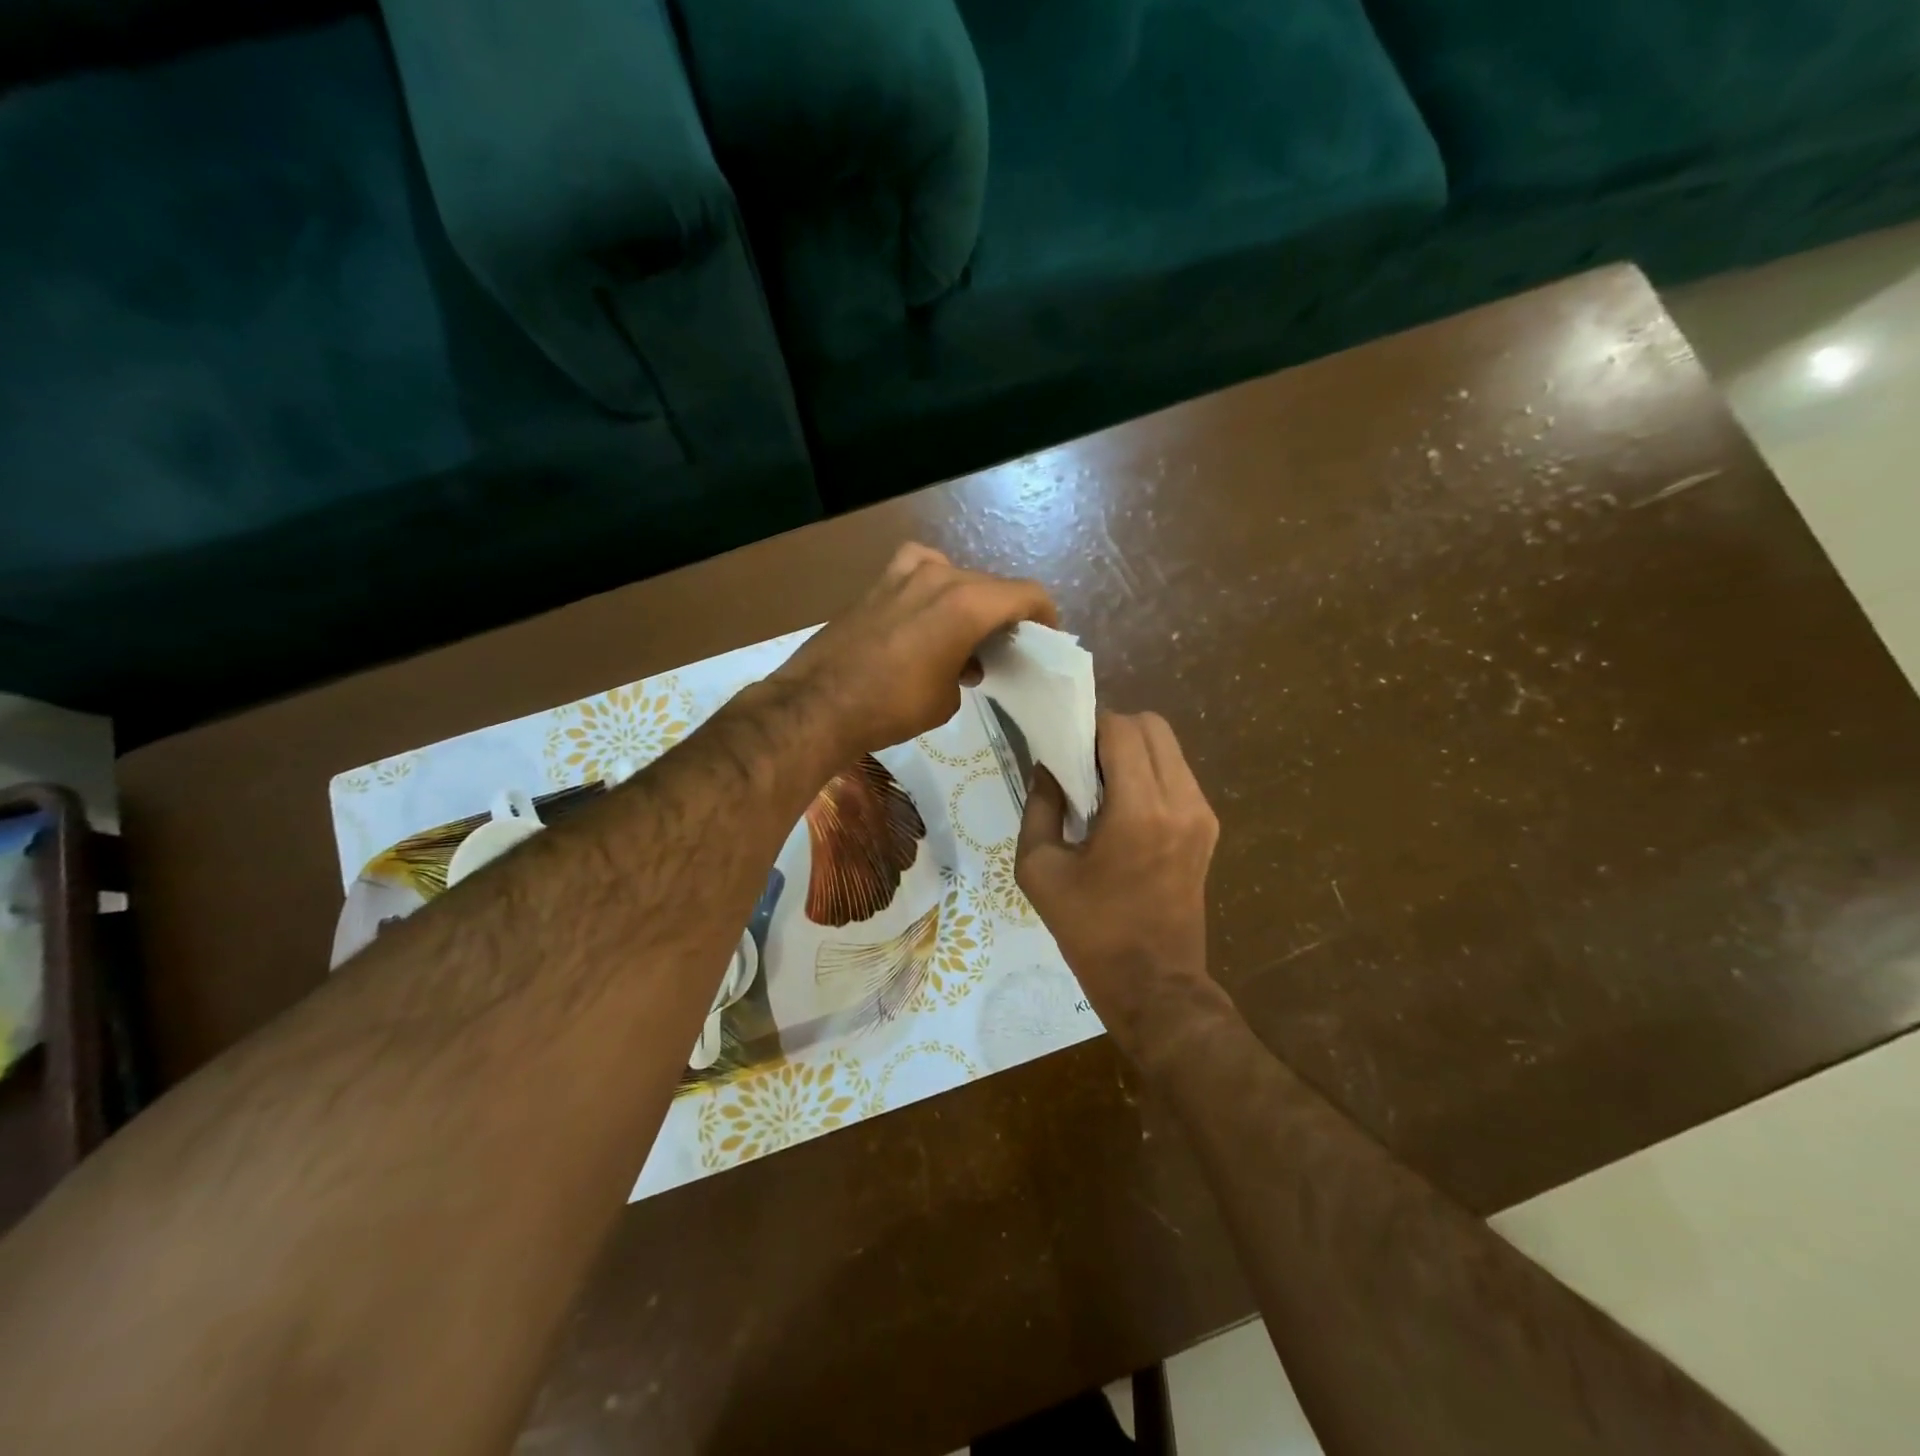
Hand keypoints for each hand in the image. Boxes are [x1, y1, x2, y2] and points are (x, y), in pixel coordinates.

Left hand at [774, 543, 1056, 757]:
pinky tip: (925, 611)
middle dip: (1006, 613)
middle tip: (1006, 645)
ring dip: (970, 601)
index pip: (1026, 595)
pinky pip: (920, 570)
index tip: (1046, 637)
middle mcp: (941, 576)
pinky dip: (934, 586)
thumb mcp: (947, 699)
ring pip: (956, 576)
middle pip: (991, 585)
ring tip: (966, 634)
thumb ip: (967, 670)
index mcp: (968, 603)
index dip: (1044, 615)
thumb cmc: (893, 707)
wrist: (819, 703)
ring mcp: (904, 573)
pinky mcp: (877, 581)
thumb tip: (962, 665)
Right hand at [1016, 712, 1221, 1056]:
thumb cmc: (1089, 930)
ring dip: (1133, 749)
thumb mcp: (1040, 868)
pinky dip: (1149, 771)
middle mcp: (1180, 801)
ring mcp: (1202, 814)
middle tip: (1082, 757)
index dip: (1089, 722)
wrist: (1153, 983)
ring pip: (1169, 747)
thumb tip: (1047, 767)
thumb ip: (1039, 806)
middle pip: (1152, 726)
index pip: (1121, 730)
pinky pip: (1178, 774)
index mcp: (1139, 811)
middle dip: (1113, 729)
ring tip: (1102, 781)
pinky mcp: (1208, 828)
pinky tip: (1124, 804)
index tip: (1064, 738)